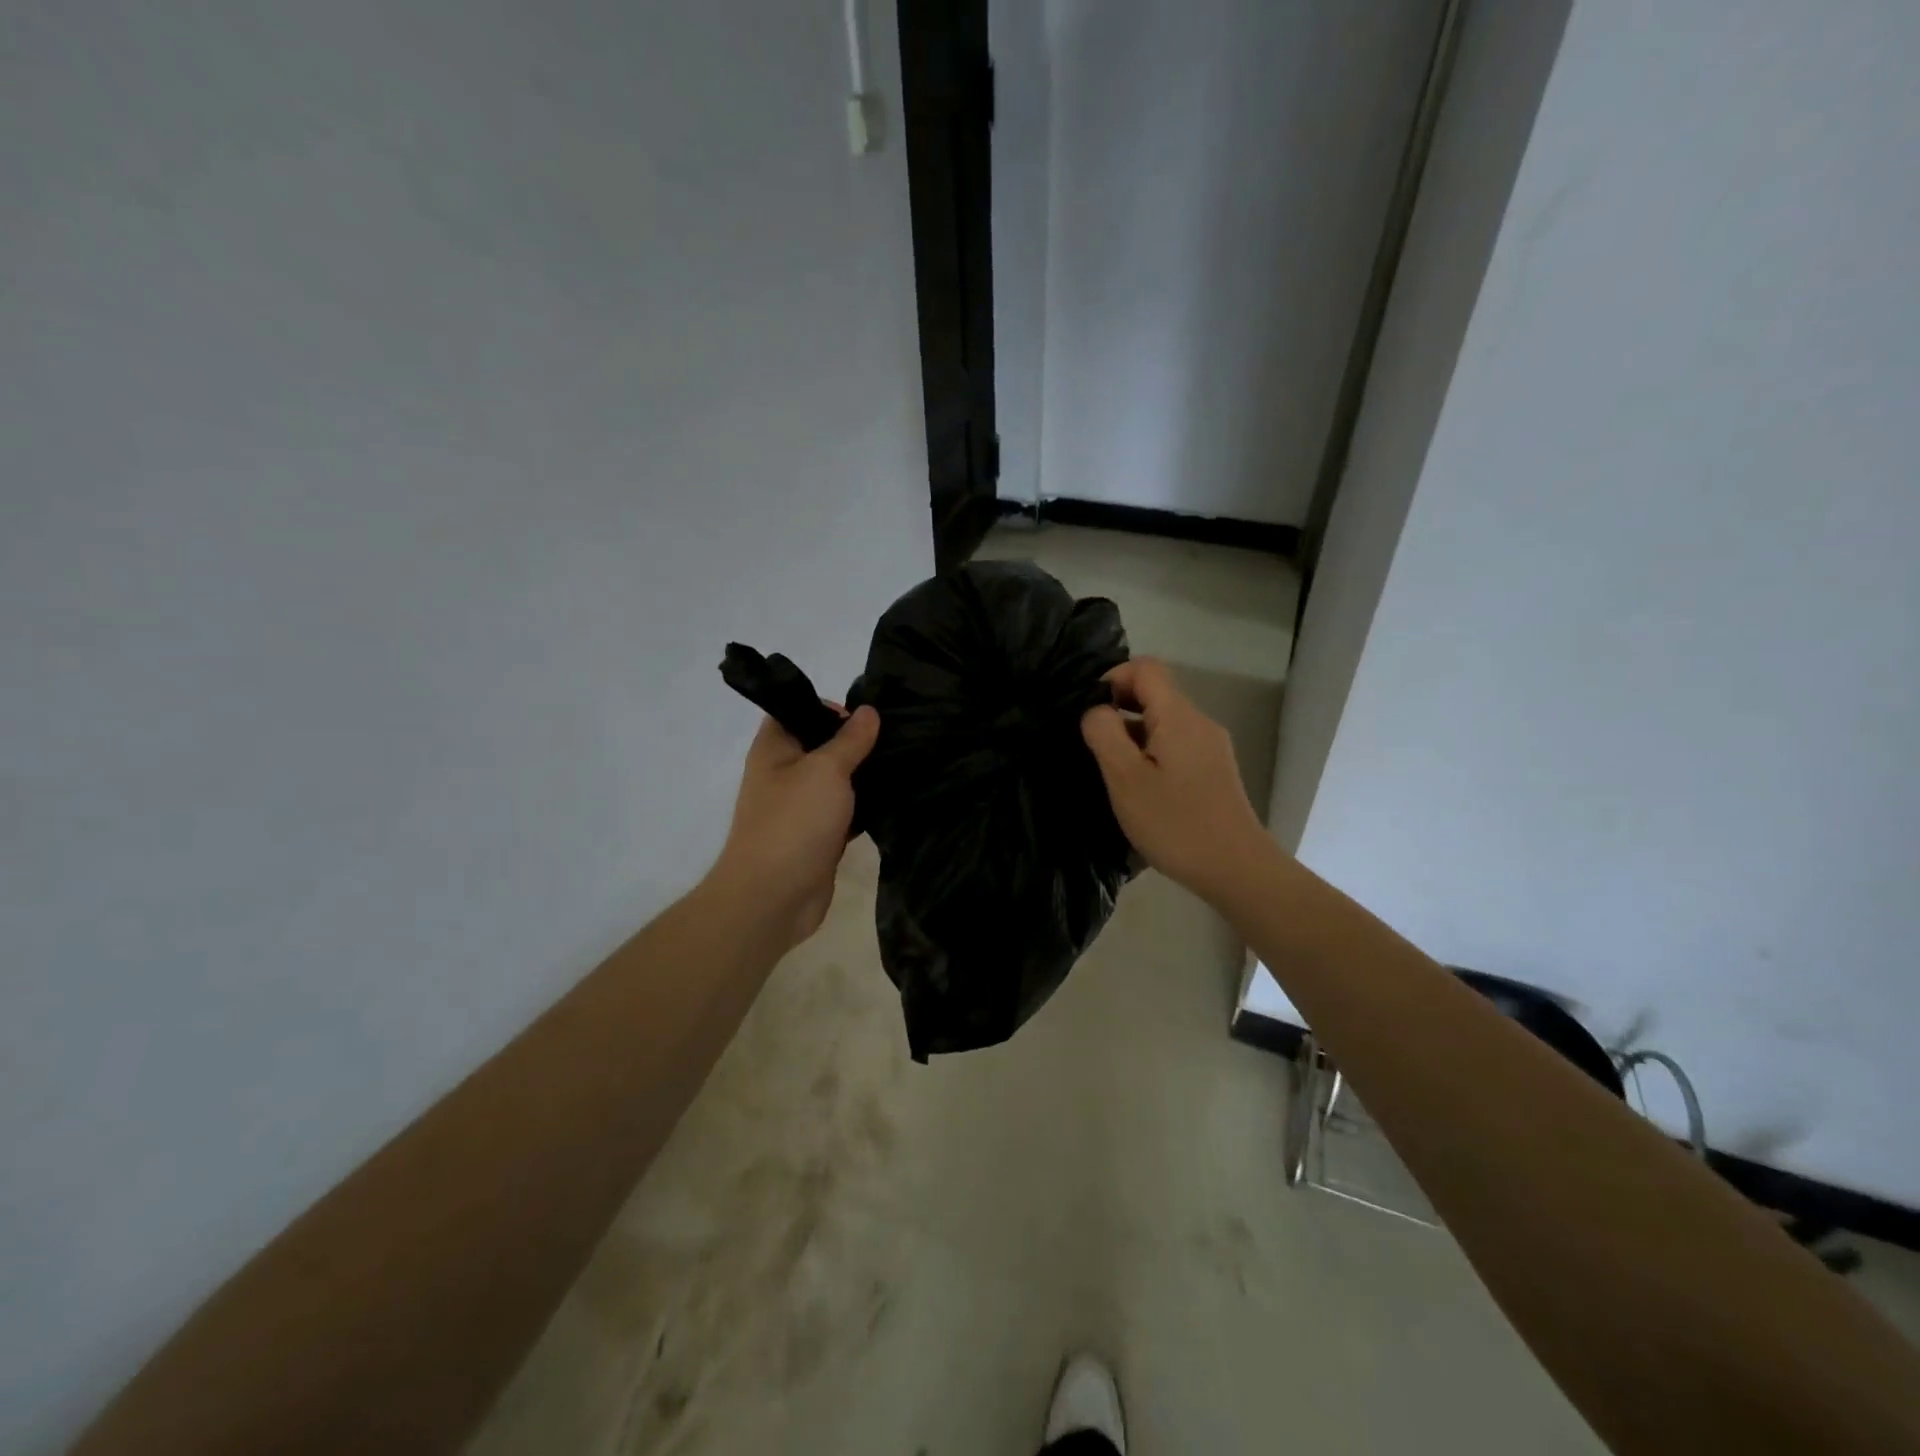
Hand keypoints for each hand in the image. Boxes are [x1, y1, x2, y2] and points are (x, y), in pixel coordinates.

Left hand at [709, 705, 879, 950]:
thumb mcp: (826, 770)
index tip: (867, 717)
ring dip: (865, 777)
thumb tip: (869, 711)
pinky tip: (896, 801)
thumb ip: (850, 740)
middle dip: (857, 743)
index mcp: (774, 748)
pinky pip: (846, 812)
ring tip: (903, 766)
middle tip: (896, 739)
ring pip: (838, 781)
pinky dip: (866, 808)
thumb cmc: (793, 822)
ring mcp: (801, 807)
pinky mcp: (819, 836)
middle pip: (823, 746)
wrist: (774, 897)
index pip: (798, 710)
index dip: (829, 708)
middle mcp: (784, 773)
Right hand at [1080, 658, 1272, 897]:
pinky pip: (1176, 744)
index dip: (1113, 679)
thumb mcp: (1125, 779)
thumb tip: (1096, 710)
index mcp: (1178, 716)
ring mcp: (1211, 746)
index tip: (1091, 713)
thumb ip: (1105, 734)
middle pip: (1156, 693)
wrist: (1236, 869)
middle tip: (1095, 746)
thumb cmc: (1175, 823)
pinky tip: (1141, 788)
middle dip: (1120, 709)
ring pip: (1165, 721)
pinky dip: (1152, 752)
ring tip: (1113, 771)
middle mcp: (1199, 722)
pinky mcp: (1215, 770)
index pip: (1145, 668)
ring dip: (1134, 735)